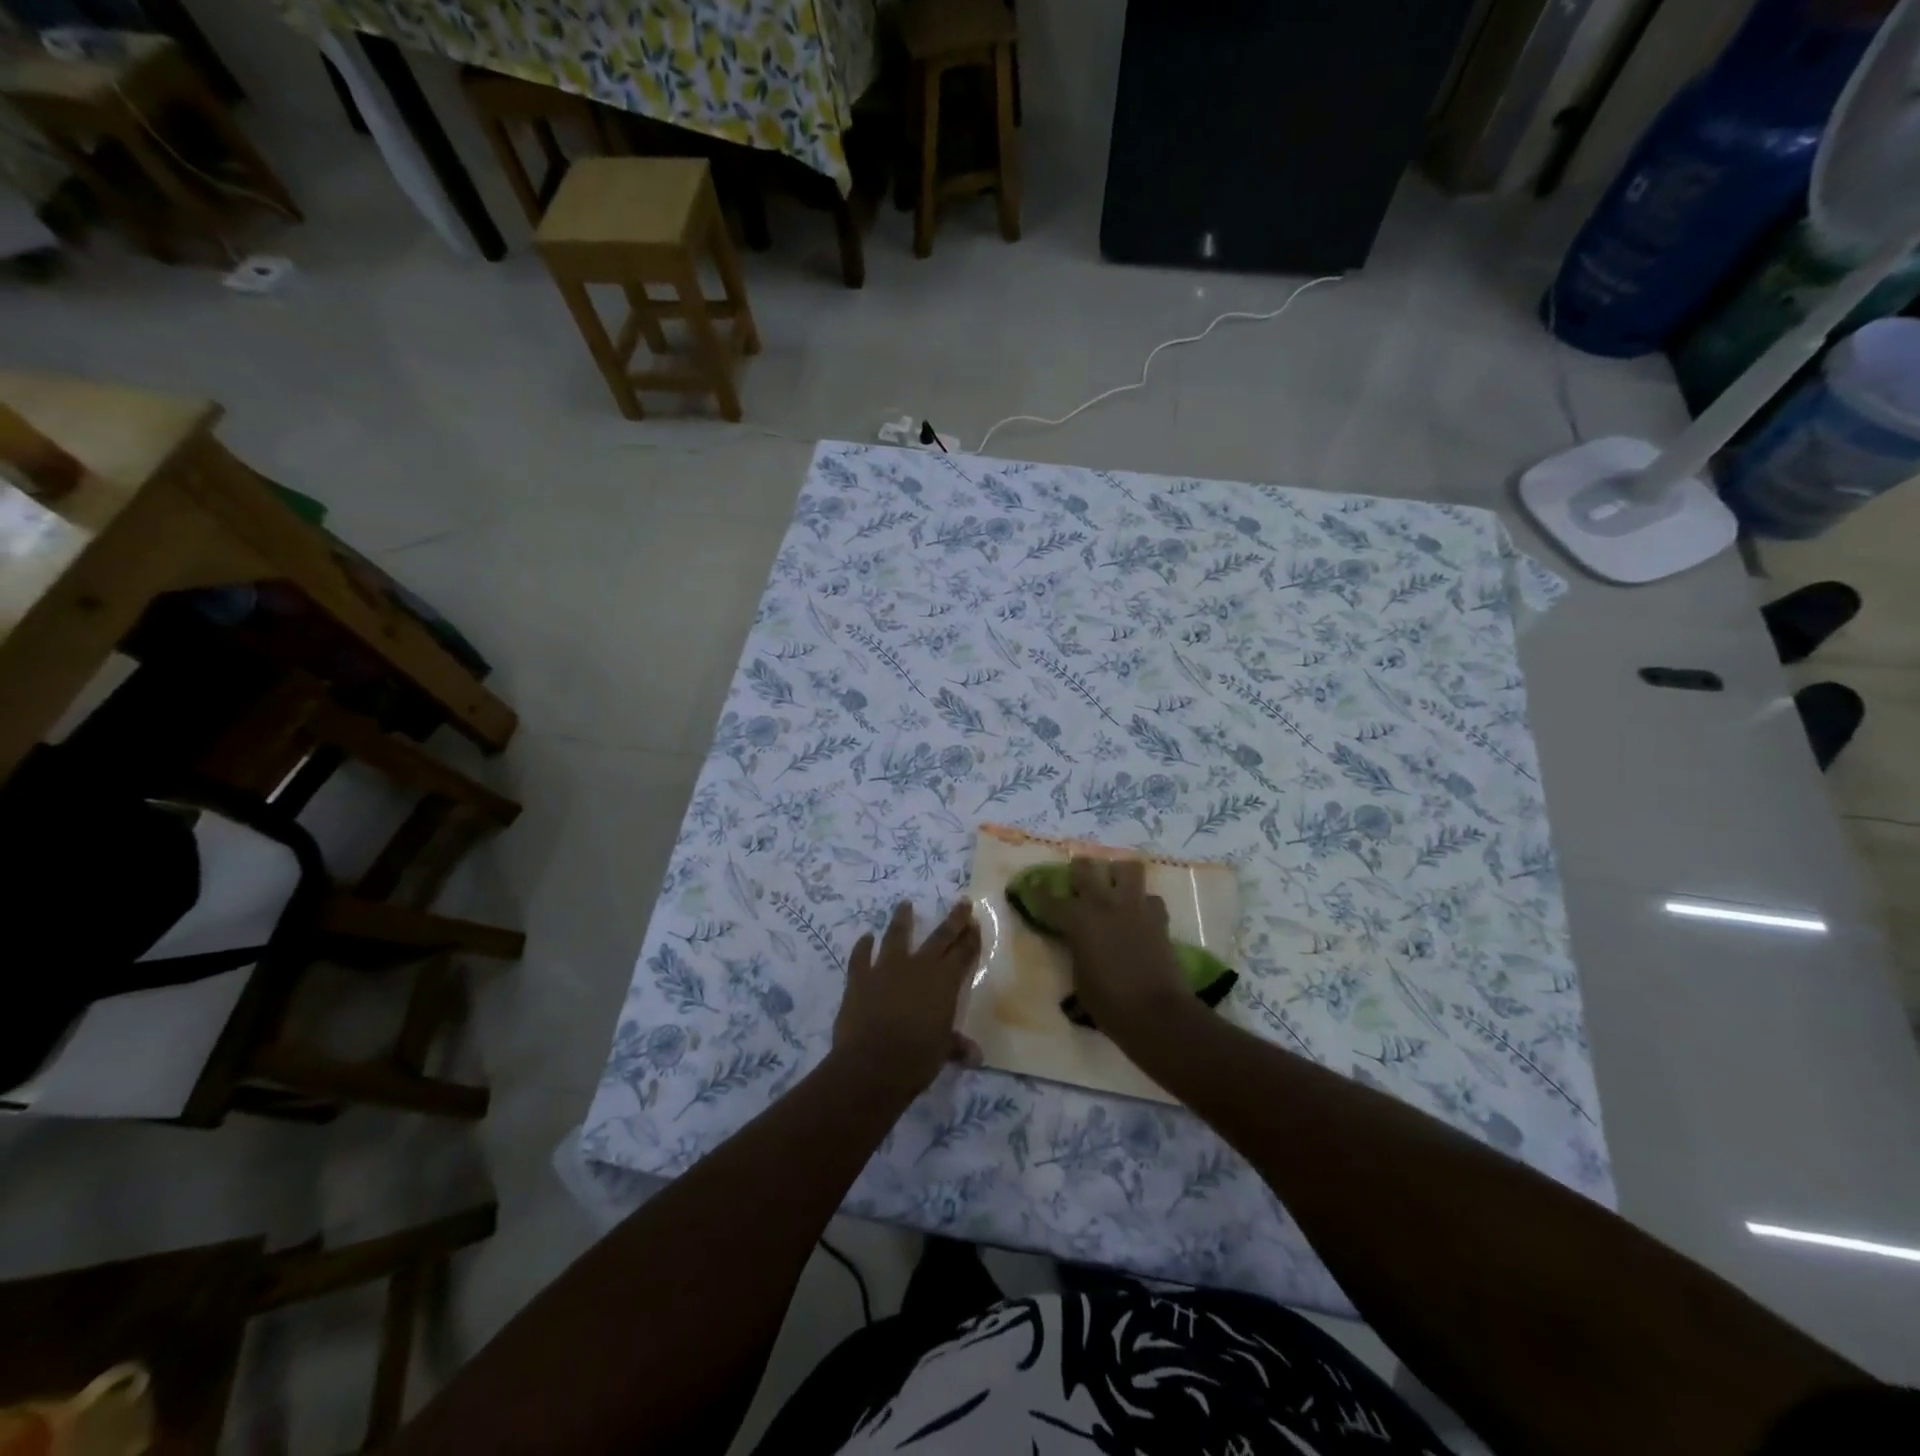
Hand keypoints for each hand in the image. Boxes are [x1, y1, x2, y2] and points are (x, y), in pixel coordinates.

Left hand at [833, 900, 982, 1095]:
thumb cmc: (917, 1058)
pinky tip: (866, 937)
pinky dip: (863, 946)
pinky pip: (861, 957)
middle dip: (954, 919)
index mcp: (944, 982)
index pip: (963, 954)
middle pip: (940, 937)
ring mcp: (887, 968)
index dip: (971, 938)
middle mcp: (919, 967)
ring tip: (905, 904)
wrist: (872, 1063)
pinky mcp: (860, 978)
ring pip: (897, 936)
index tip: (976, 922)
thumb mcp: (942, 1052)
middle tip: (962, 902)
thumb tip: (976, 1056)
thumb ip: (956, 1046)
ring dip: (902, 919)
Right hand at [1026, 857, 1193, 1043]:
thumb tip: (1078, 942)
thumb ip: (1076, 950)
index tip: (1032, 886)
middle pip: (1085, 868)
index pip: (1050, 899)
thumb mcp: (1079, 977)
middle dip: (1078, 870)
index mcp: (1077, 919)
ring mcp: (1134, 906)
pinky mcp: (1159, 917)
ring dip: (1118, 874)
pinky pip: (1150, 898)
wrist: (1156, 1013)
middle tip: (1078, 879)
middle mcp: (1104, 904)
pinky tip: (1140, 916)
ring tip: (1115, 886)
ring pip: (1127, 868)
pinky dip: (1144, 904)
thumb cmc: (1108, 1002)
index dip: (1038, 892)